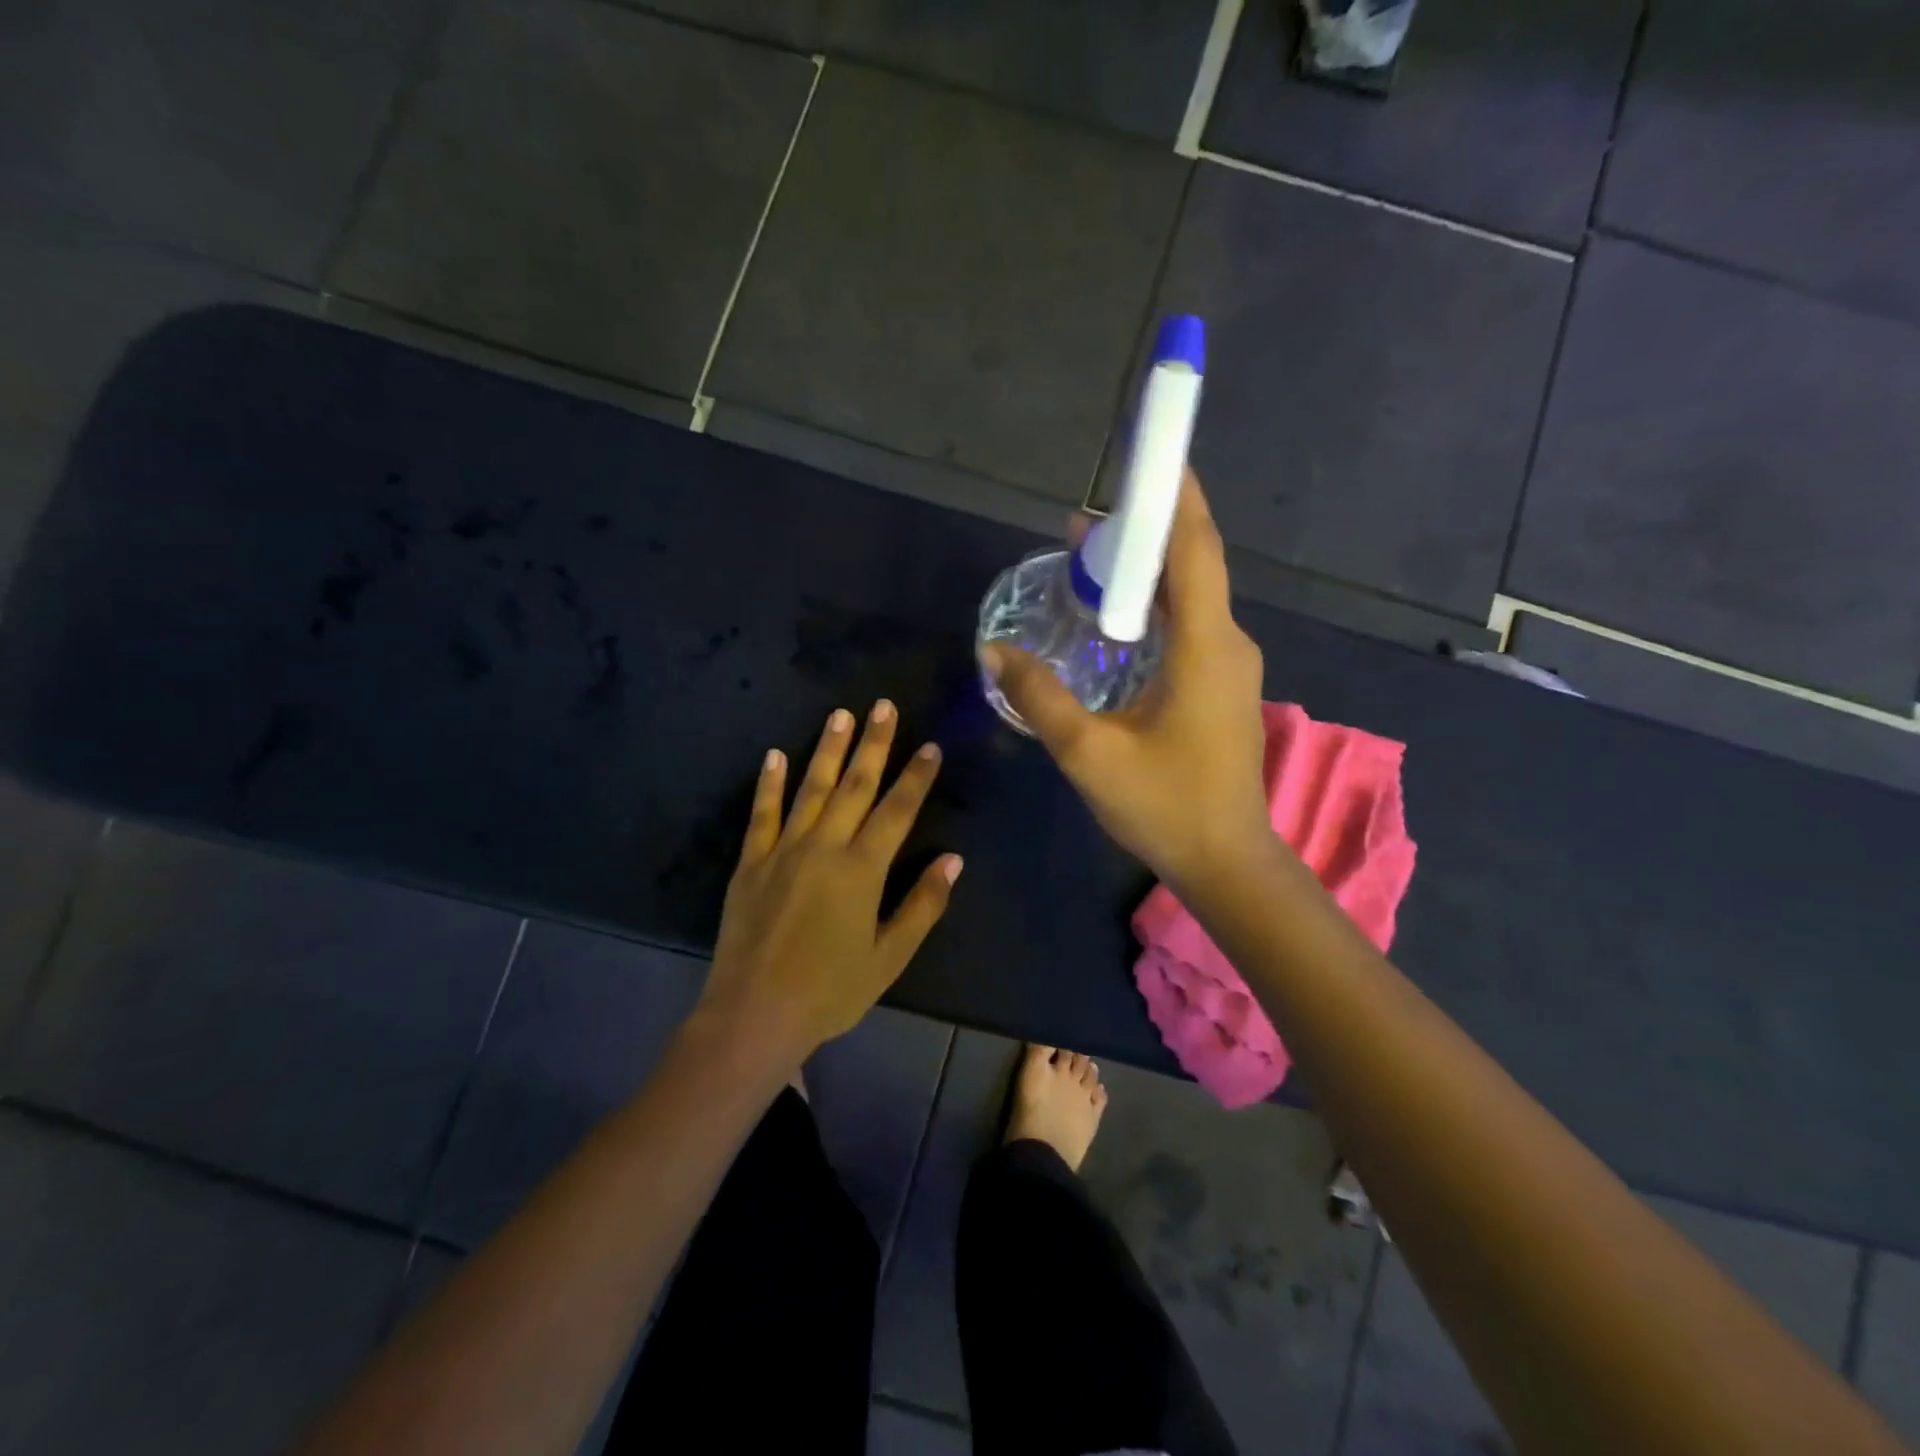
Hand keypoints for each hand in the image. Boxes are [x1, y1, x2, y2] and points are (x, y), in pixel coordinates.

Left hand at [697, 701, 962, 1067]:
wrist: (754, 1014)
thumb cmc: (830, 991)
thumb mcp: (888, 957)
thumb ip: (922, 906)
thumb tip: (953, 860)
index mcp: (862, 870)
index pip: (897, 810)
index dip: (916, 777)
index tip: (930, 746)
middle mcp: (824, 847)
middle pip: (855, 786)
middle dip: (874, 744)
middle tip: (884, 706)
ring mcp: (783, 850)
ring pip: (811, 789)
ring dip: (828, 750)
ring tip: (841, 715)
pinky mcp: (750, 862)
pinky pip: (762, 813)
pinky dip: (769, 783)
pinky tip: (775, 755)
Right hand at [979, 471, 1272, 892]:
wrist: (1226, 862)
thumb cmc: (1164, 806)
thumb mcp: (1088, 752)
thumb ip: (1040, 696)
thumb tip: (994, 649)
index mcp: (1206, 646)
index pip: (1195, 549)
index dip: (1176, 497)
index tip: (1154, 455)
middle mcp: (1226, 644)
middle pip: (1191, 565)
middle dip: (1145, 533)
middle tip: (1084, 526)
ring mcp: (1229, 667)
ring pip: (1190, 597)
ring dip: (1146, 573)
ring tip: (1090, 563)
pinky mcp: (1220, 688)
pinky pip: (1189, 627)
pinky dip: (1154, 608)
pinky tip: (1115, 621)